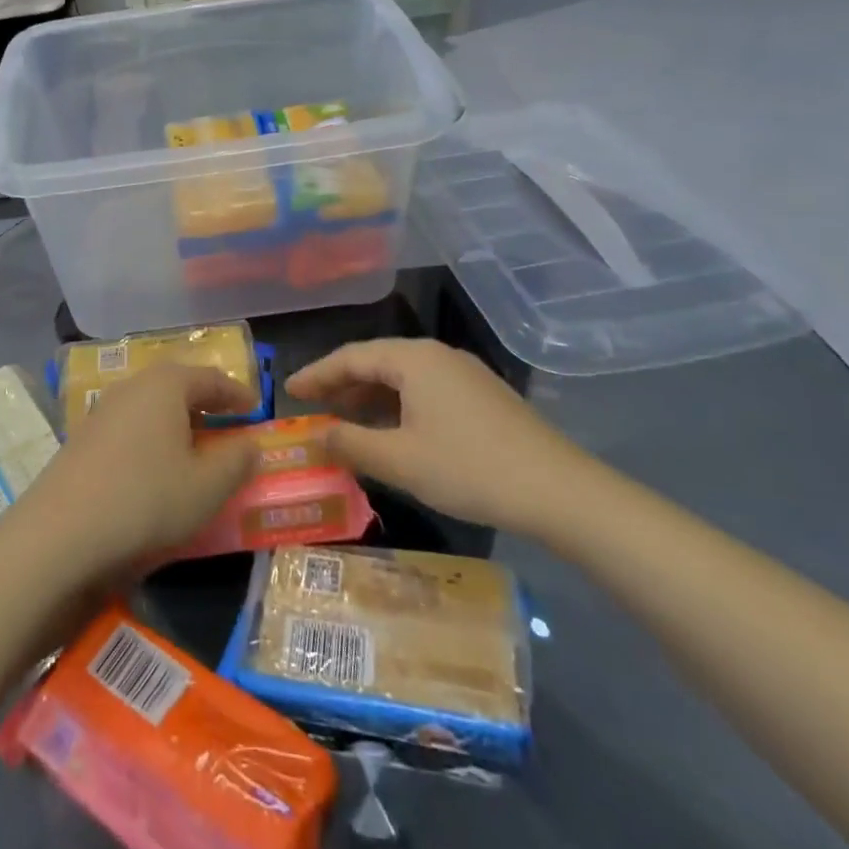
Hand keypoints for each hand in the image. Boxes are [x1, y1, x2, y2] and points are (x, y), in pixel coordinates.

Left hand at [20, 363, 258, 579]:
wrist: (59, 536)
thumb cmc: (146, 500)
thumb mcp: (208, 487)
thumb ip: (237, 461)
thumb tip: (250, 443)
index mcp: (165, 385)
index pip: (211, 378)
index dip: (237, 393)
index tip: (256, 408)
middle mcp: (132, 387)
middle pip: (177, 386)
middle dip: (205, 403)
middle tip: (228, 423)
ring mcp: (101, 412)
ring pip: (151, 407)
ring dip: (177, 422)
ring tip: (196, 448)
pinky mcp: (82, 440)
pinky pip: (130, 428)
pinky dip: (152, 439)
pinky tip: (156, 468)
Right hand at [286, 338, 599, 537]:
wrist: (560, 492)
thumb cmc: (470, 469)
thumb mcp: (400, 461)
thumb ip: (350, 445)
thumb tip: (315, 435)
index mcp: (414, 359)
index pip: (351, 357)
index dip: (316, 374)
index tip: (288, 391)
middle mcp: (437, 356)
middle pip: (376, 362)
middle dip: (341, 385)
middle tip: (311, 408)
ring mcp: (464, 374)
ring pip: (402, 378)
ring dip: (369, 398)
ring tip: (343, 422)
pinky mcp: (481, 397)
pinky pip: (424, 391)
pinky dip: (397, 407)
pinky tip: (390, 432)